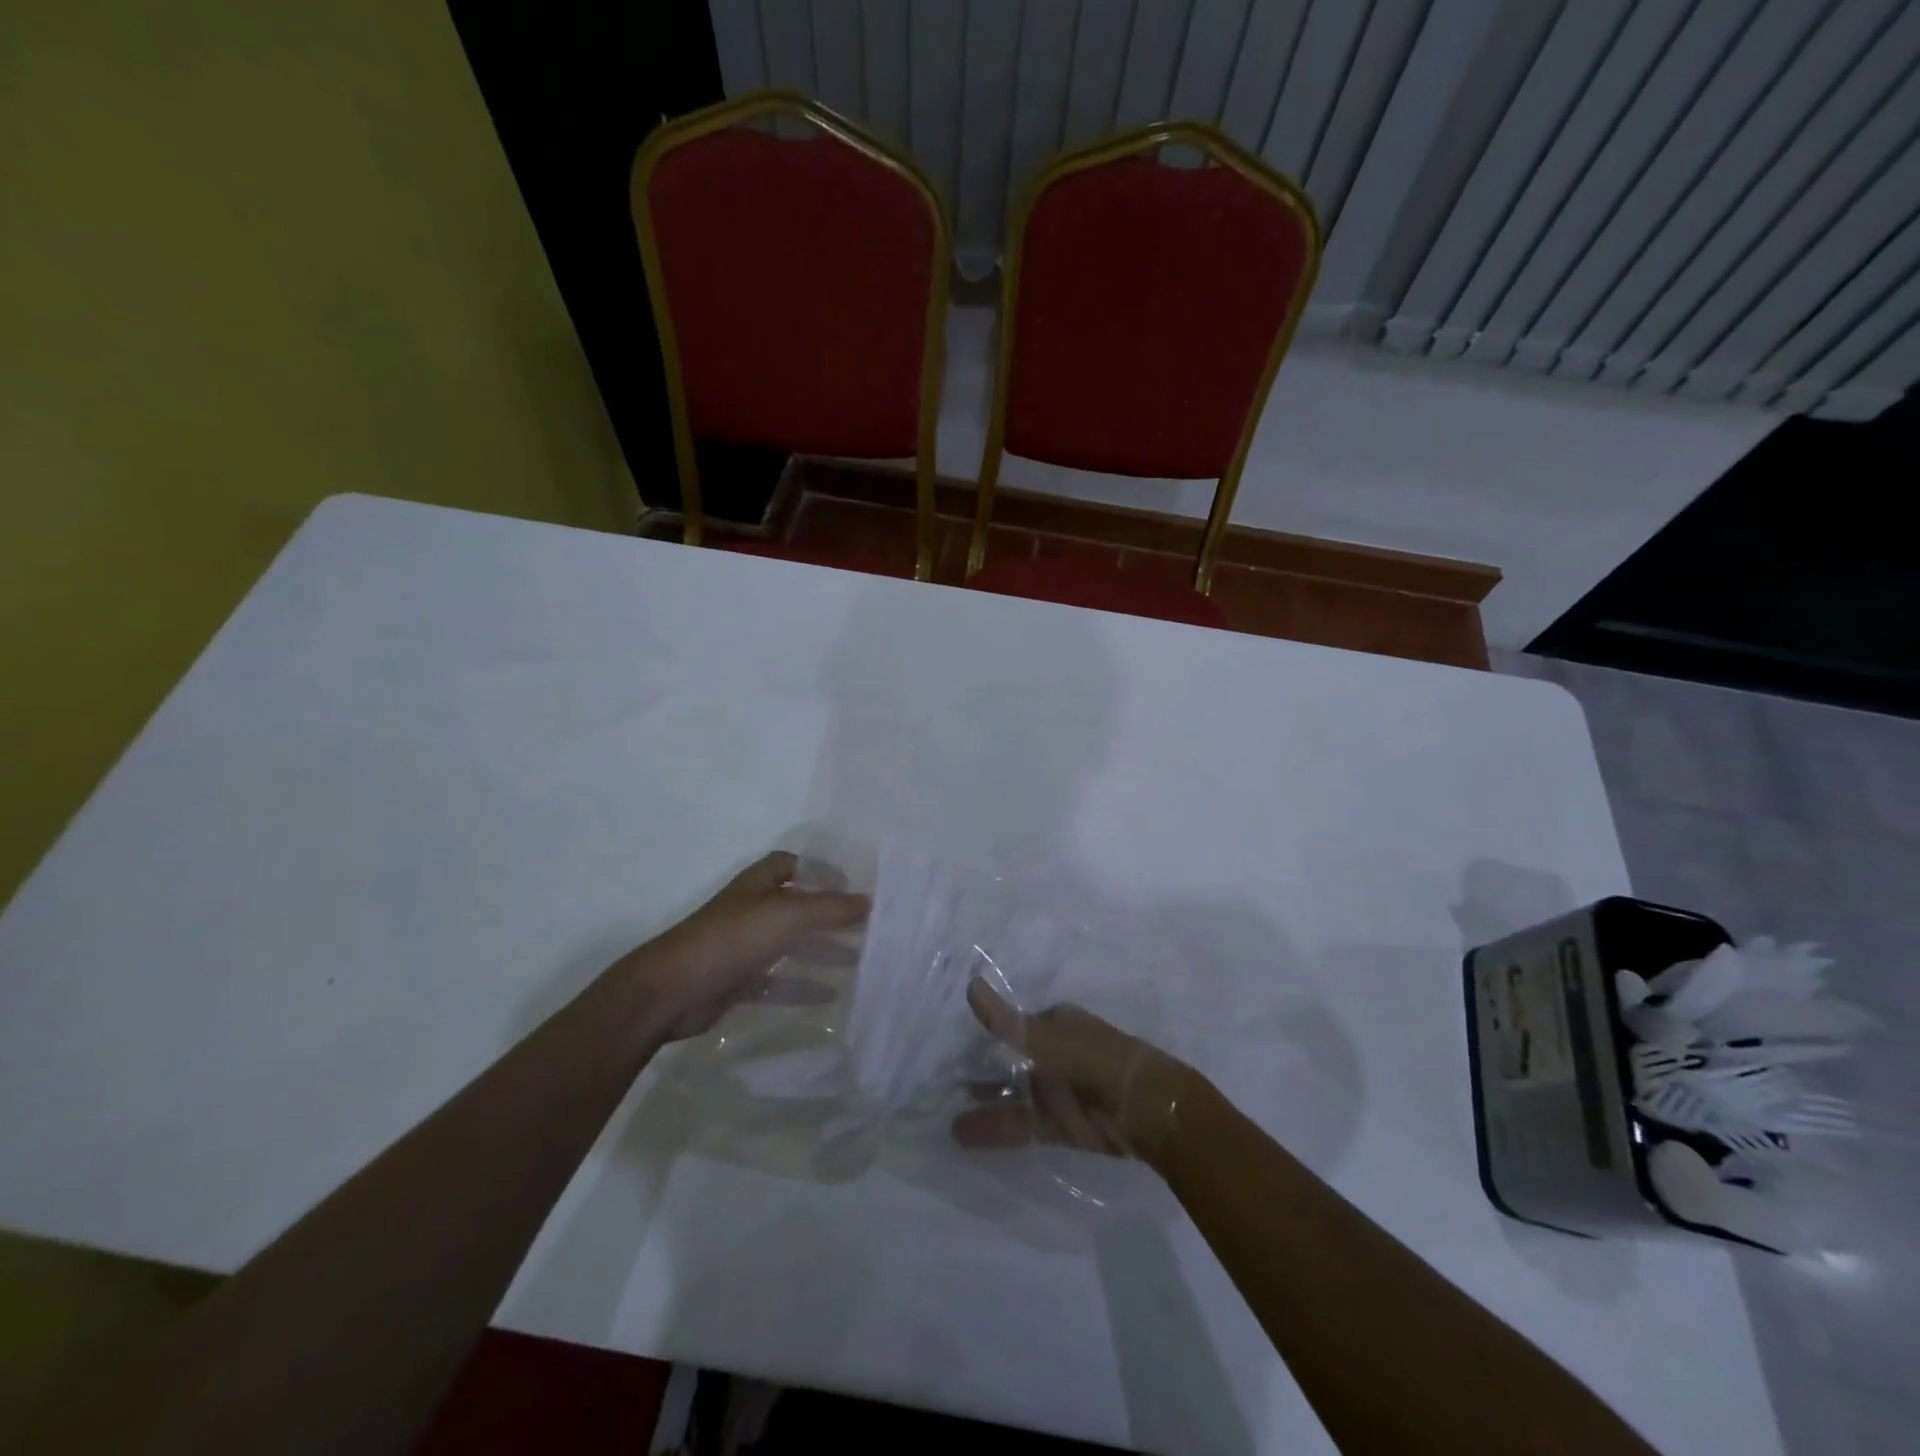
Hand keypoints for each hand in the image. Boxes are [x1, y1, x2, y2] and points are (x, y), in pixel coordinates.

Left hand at [633, 851, 867, 1040]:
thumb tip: (869, 901)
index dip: (819, 870)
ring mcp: (744, 946)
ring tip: (858, 960)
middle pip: (797, 906)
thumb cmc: (734, 938)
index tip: (850, 886)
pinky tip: (830, 995)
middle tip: (865, 927)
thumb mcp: (789, 914)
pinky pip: (778, 980)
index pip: (791, 864)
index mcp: (759, 884)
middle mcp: (752, 910)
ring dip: (821, 951)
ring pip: (790, 944)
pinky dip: (802, 986)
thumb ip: (831, 908)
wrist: (673, 989)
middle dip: (829, 915)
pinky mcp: (738, 981)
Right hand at [950, 978, 1192, 1170]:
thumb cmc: (1099, 1063)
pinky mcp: (1062, 1125)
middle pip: (1010, 1062)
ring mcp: (1059, 1090)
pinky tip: (963, 1134)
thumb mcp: (1050, 1040)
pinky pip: (1022, 1124)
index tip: (949, 1046)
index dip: (982, 1035)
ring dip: (983, 1104)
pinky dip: (995, 1128)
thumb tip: (970, 985)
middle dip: (979, 1073)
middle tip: (939, 1084)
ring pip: (1013, 1095)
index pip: (1011, 1025)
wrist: (1154, 1113)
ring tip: (942, 1117)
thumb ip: (1008, 1021)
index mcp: (1056, 1022)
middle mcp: (1055, 1053)